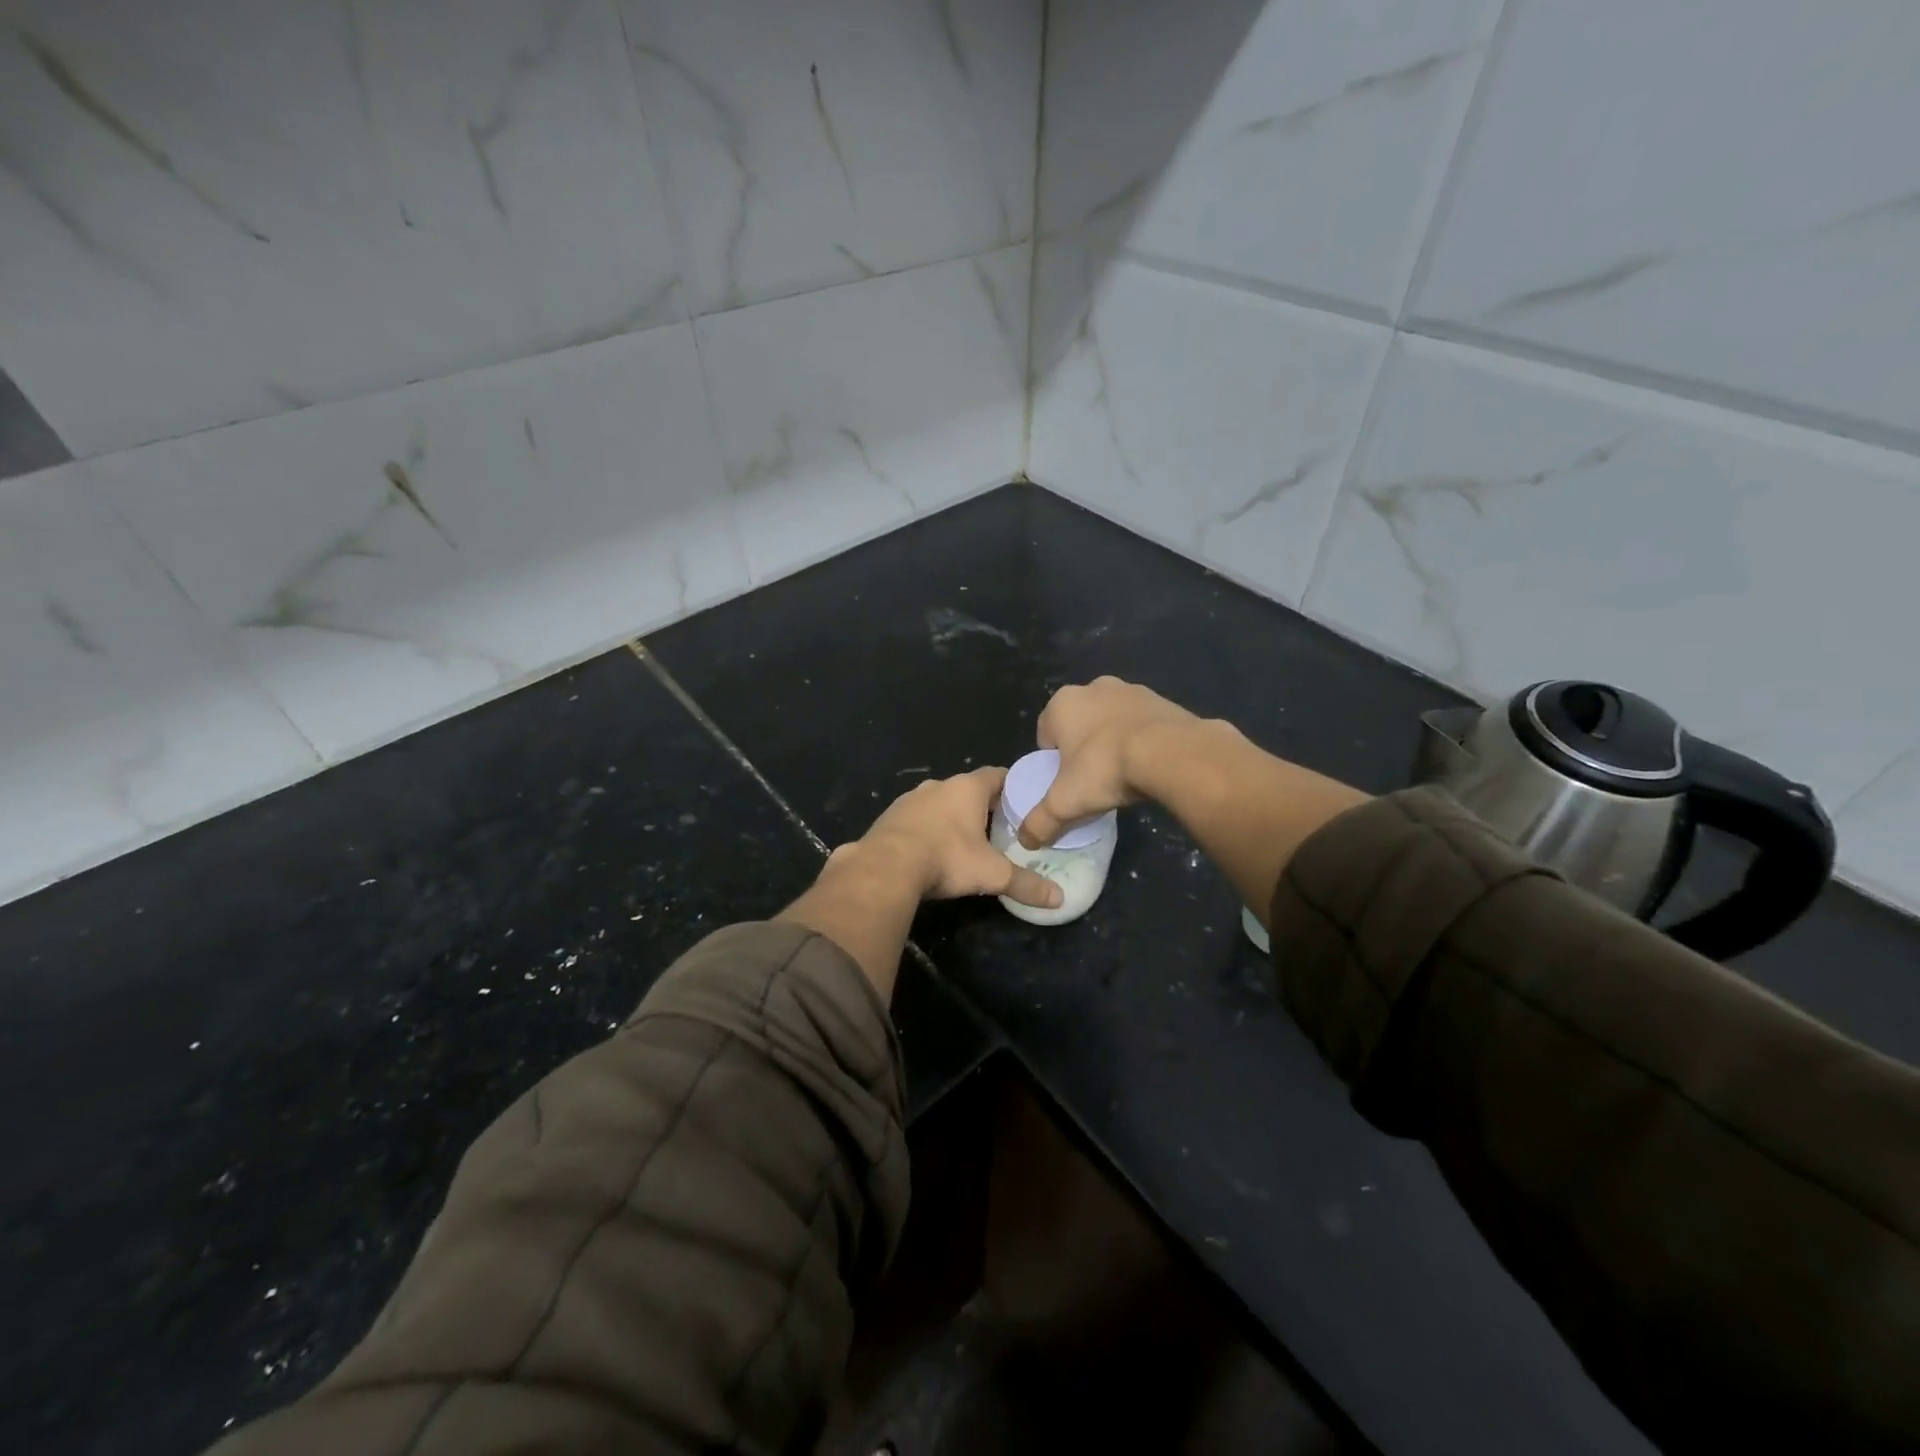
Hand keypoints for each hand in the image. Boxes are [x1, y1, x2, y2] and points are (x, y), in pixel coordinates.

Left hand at [852, 767, 1062, 909]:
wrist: (885, 867)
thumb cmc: (947, 858)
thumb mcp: (992, 874)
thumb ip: (1026, 884)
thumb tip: (1059, 899)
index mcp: (967, 788)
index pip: (998, 775)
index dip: (1013, 786)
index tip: (1025, 802)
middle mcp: (939, 785)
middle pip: (969, 789)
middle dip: (984, 806)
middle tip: (1001, 828)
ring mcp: (910, 799)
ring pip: (940, 802)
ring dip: (953, 817)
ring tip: (966, 841)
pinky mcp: (890, 816)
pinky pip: (917, 818)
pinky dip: (928, 829)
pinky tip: (932, 850)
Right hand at [1019, 678, 1199, 847]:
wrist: (1170, 753)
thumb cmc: (1104, 769)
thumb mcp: (1065, 803)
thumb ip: (1040, 822)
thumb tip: (1026, 841)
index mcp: (1062, 703)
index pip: (1046, 734)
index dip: (1053, 761)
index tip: (1066, 783)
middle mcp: (1093, 687)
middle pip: (1079, 724)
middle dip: (1083, 748)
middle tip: (1093, 780)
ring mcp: (1131, 690)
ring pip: (1112, 721)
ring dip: (1113, 741)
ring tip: (1124, 774)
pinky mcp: (1162, 700)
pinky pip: (1142, 723)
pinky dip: (1142, 740)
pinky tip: (1149, 764)